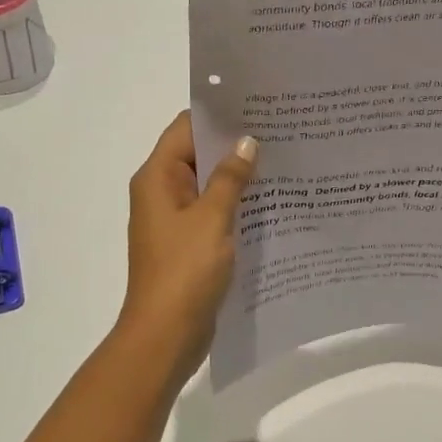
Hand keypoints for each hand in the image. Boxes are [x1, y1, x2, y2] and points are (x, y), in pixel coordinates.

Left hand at [116, 111, 257, 377]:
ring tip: (283, 162)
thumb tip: (247, 142)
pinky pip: (214, 213)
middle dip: (235, 145)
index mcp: (157, 178)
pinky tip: (271, 202)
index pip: (187, 128)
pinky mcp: (190, 244)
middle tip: (281, 132)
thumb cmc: (184, 272)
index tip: (258, 106)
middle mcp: (162, 193)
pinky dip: (237, 205)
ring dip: (239, 177)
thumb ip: (230, 178)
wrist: (166, 335)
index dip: (219, 115)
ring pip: (210, 186)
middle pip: (198, 155)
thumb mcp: (212, 219)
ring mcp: (176, 221)